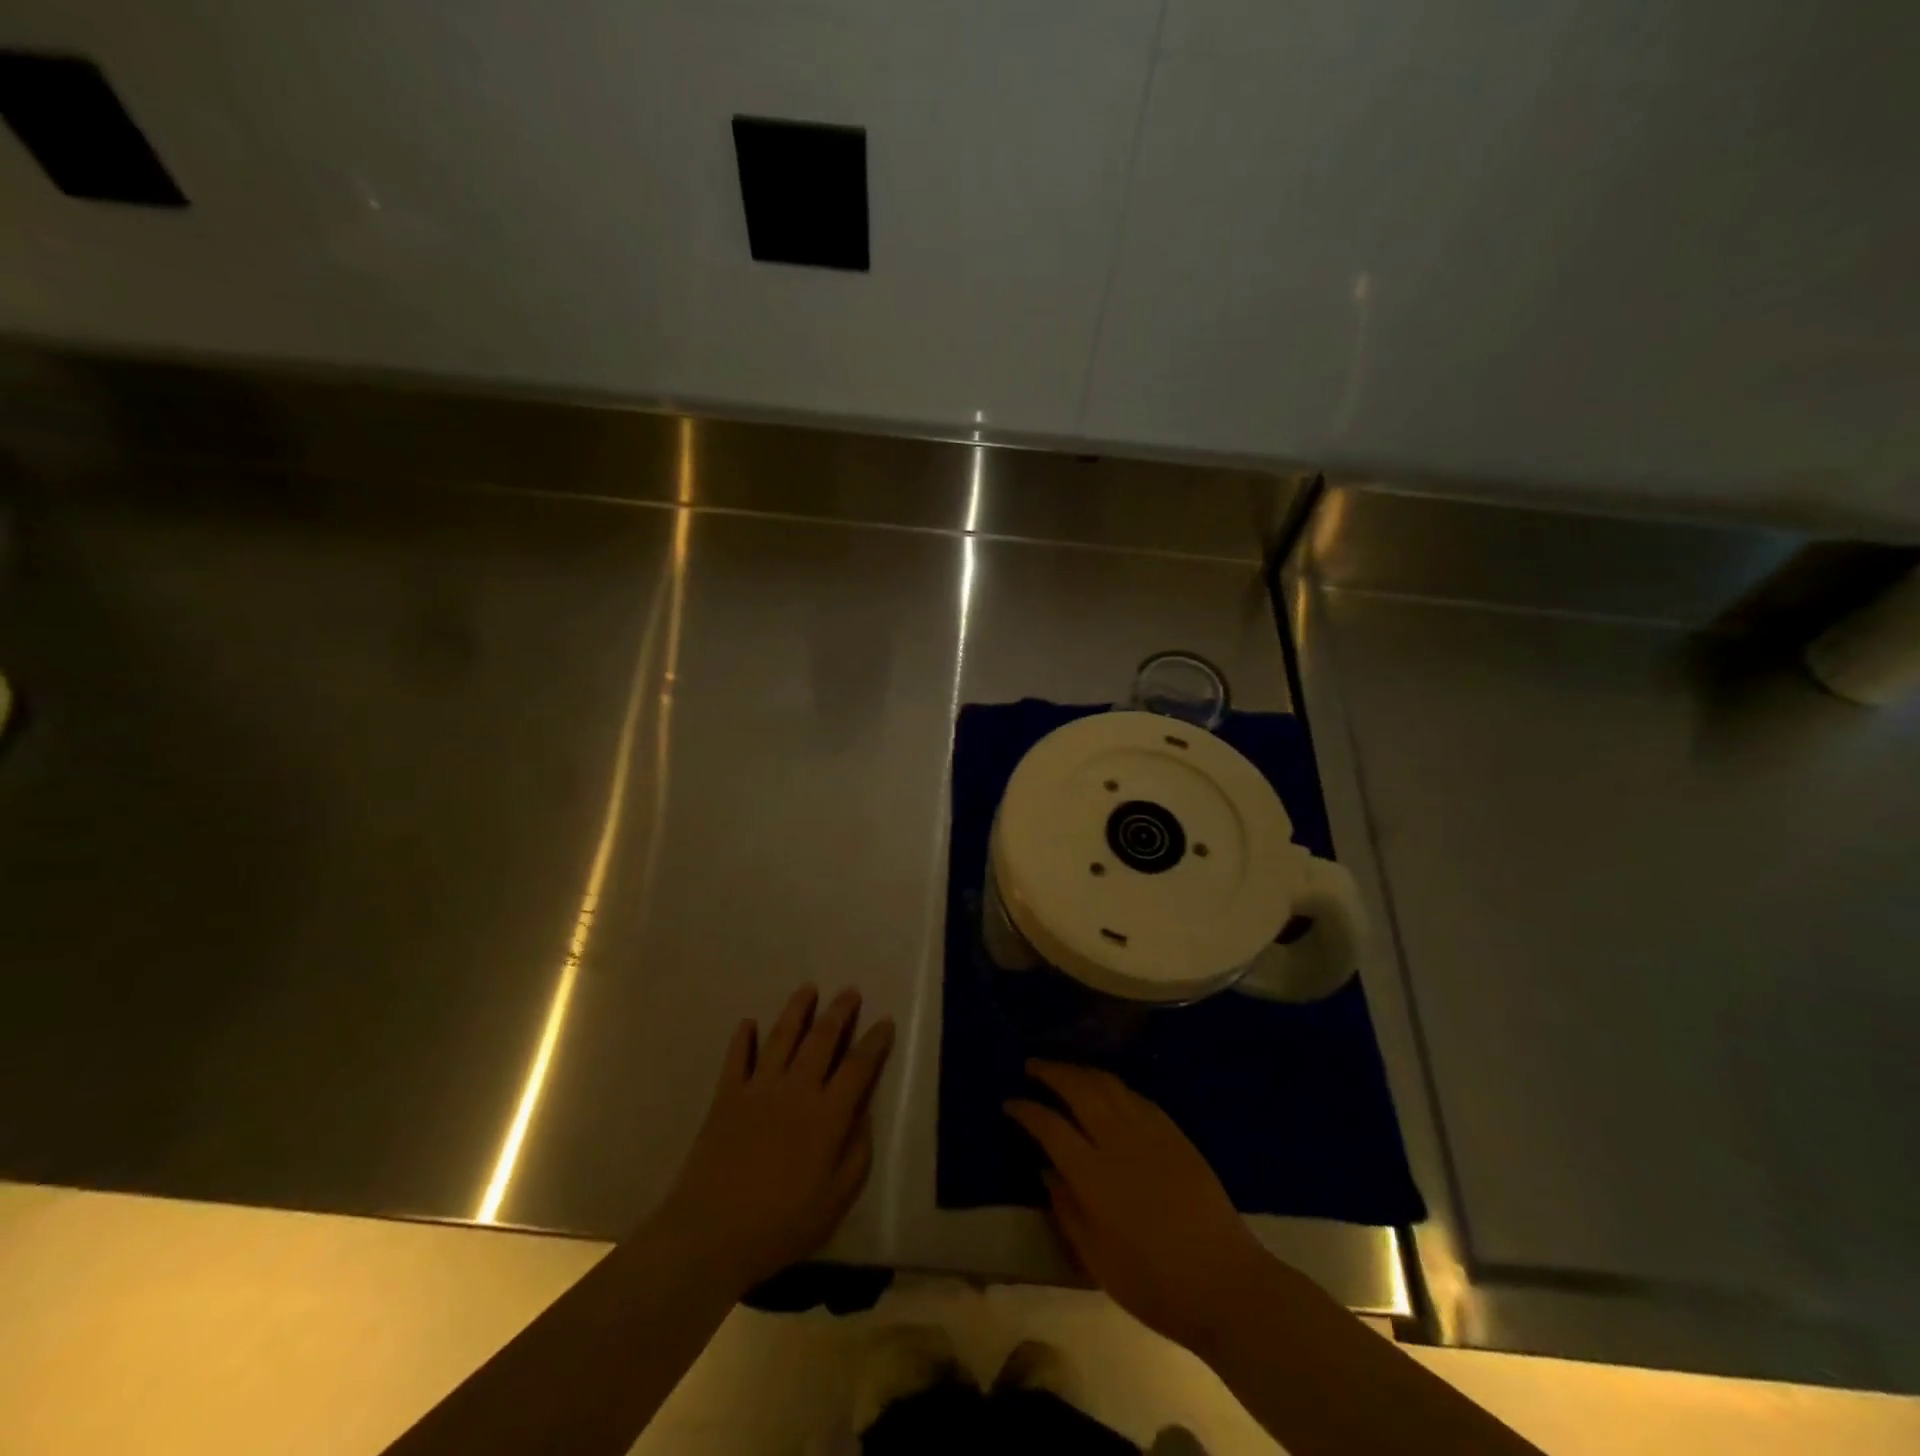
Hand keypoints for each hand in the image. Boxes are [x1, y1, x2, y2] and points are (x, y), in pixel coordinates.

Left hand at [652, 985, 894, 1293]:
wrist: (710, 1234)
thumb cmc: (780, 1225)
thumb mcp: (835, 1201)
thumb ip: (856, 1153)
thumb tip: (864, 1112)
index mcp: (826, 1116)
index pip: (858, 1067)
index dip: (875, 1042)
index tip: (885, 1022)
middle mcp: (795, 1090)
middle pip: (821, 1039)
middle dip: (839, 1012)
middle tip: (850, 991)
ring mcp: (758, 1090)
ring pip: (781, 1038)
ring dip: (797, 1010)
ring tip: (808, 989)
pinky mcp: (726, 1098)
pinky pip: (736, 1059)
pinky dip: (742, 1039)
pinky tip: (747, 1023)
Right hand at [1006, 1061, 1269, 1355]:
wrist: (1225, 1283)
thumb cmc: (1154, 1284)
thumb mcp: (1097, 1260)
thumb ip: (1067, 1210)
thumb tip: (1047, 1171)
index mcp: (1093, 1174)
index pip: (1049, 1126)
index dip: (1026, 1110)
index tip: (1009, 1102)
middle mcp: (1117, 1140)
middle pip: (1078, 1088)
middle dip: (1050, 1072)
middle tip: (1031, 1066)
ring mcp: (1149, 1131)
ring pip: (1108, 1083)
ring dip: (1080, 1071)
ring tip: (1063, 1070)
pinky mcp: (1174, 1132)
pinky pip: (1135, 1095)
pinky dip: (1113, 1085)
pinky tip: (1106, 1090)